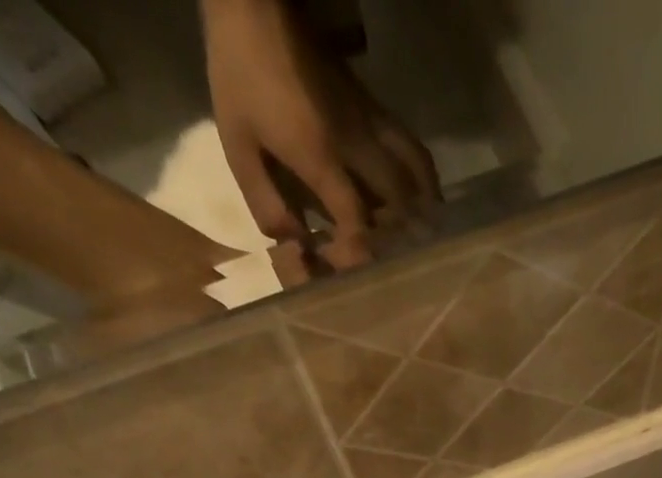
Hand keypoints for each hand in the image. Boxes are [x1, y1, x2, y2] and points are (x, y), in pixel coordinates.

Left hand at [202, 0, 439, 268]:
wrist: (257, 8)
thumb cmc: (242, 76)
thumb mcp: (237, 144)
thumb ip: (264, 200)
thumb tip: (293, 242)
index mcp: (320, 156)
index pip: (357, 221)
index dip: (358, 254)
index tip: (348, 269)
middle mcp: (357, 145)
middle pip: (399, 204)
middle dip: (398, 239)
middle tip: (389, 260)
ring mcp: (372, 125)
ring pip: (417, 174)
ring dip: (423, 210)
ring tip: (422, 235)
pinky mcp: (377, 110)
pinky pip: (413, 151)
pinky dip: (424, 180)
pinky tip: (422, 198)